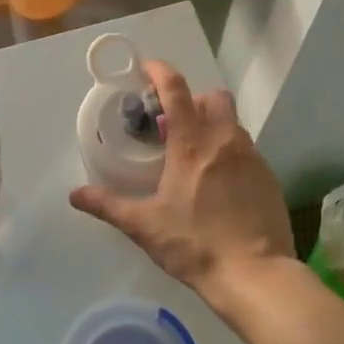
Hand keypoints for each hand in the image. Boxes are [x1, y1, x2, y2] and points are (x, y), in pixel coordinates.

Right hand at [69, 60, 293, 306]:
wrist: (255, 275)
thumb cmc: (195, 245)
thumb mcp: (144, 226)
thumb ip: (108, 206)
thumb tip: (75, 195)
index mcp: (192, 145)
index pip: (176, 91)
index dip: (160, 72)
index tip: (147, 69)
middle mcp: (225, 141)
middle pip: (214, 98)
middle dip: (193, 100)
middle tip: (173, 124)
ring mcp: (252, 158)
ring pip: (233, 123)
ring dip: (212, 126)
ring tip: (193, 155)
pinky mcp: (269, 178)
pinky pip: (247, 150)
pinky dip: (229, 153)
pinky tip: (218, 183)